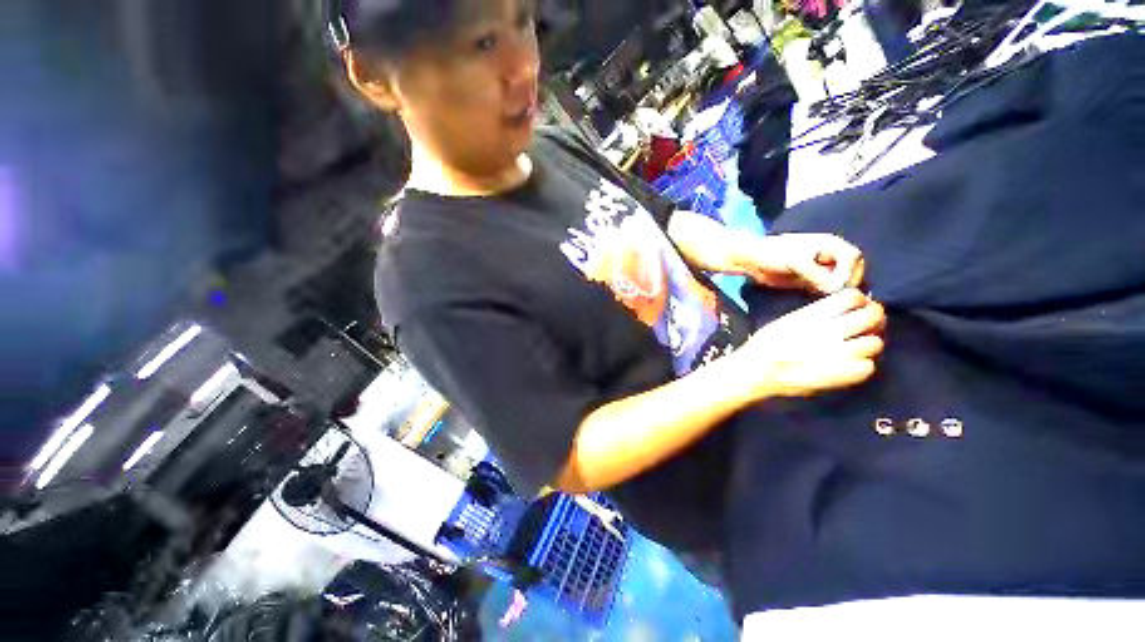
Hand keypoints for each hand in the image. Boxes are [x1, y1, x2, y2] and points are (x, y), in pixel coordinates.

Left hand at [731, 233, 864, 293]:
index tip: (837, 286)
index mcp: (831, 245)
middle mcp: (831, 257)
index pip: (854, 258)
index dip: (850, 273)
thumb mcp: (796, 262)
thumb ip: (817, 274)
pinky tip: (818, 301)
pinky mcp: (812, 282)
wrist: (752, 261)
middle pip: (853, 271)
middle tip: (834, 296)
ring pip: (841, 282)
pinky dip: (826, 296)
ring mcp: (822, 270)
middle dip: (847, 284)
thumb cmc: (774, 254)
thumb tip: (836, 289)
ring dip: (838, 292)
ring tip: (826, 300)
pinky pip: (826, 290)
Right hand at [733, 289, 885, 398]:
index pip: (853, 297)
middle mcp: (831, 330)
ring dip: (869, 343)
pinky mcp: (842, 375)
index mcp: (814, 314)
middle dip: (873, 317)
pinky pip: (868, 367)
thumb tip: (841, 311)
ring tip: (857, 347)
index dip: (859, 300)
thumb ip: (815, 315)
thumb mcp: (787, 320)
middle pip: (873, 316)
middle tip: (866, 324)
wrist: (756, 370)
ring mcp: (839, 354)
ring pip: (876, 342)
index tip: (855, 306)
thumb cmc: (765, 344)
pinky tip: (850, 365)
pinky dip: (862, 365)